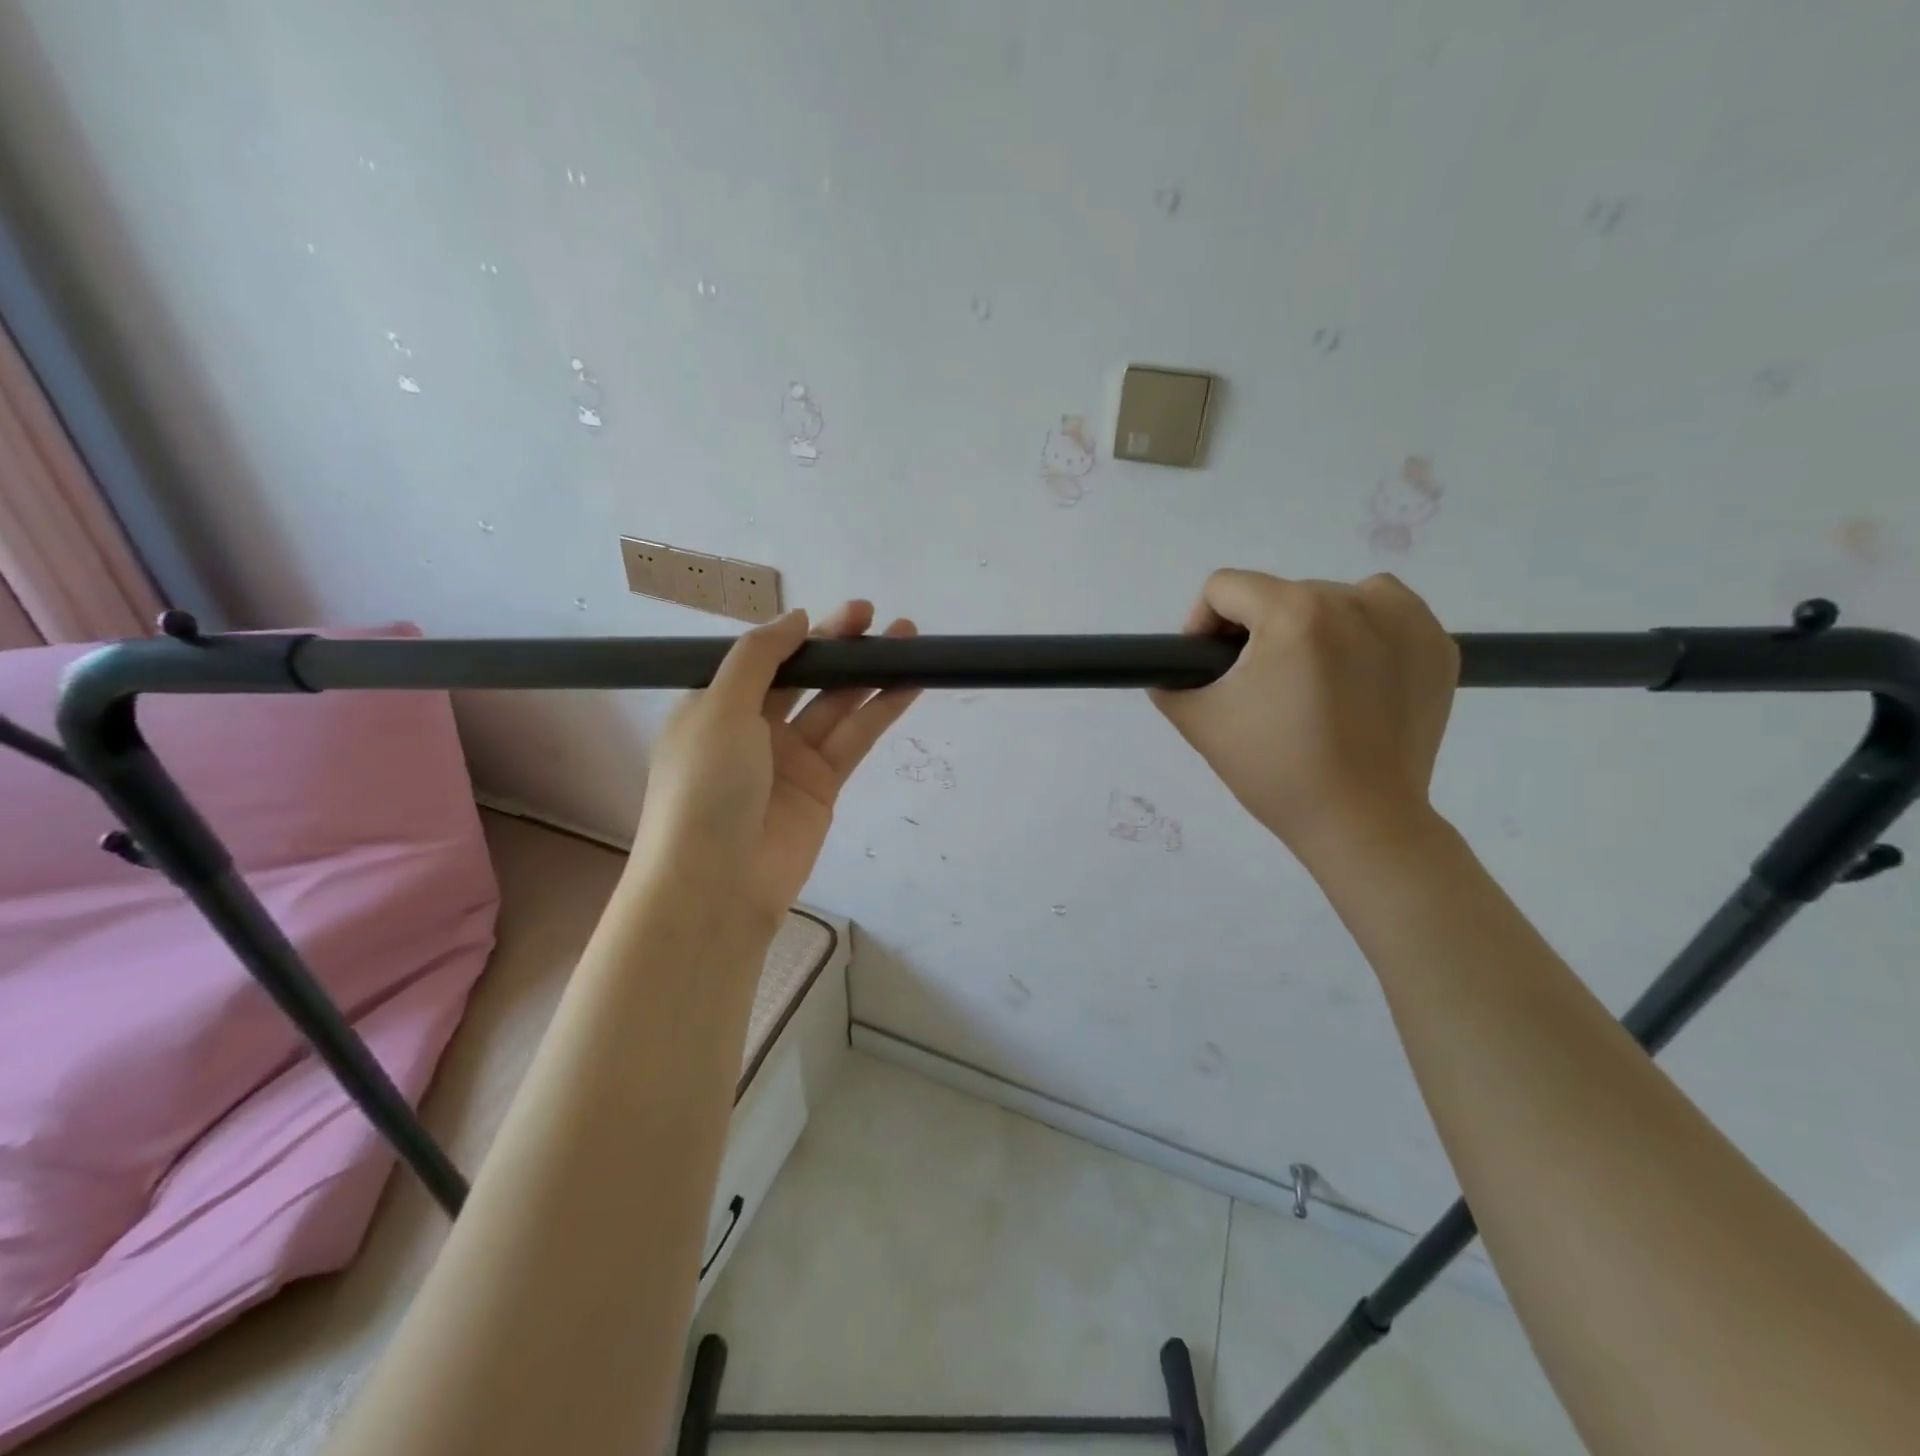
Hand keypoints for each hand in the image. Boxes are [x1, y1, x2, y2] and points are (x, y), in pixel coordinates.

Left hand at [633, 602, 919, 929]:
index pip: (763, 659)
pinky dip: (881, 710)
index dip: (802, 635)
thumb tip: (796, 618)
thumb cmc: (704, 785)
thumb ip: (759, 657)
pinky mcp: (823, 787)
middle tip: (877, 618)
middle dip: (840, 648)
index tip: (839, 615)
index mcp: (716, 706)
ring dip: (870, 673)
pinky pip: (854, 739)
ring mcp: (790, 759)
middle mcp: (752, 728)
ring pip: (836, 705)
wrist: (716, 883)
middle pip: (804, 676)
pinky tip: (909, 683)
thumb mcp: (719, 707)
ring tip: (909, 640)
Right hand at [1149, 571, 1457, 864]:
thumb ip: (1170, 680)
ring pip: (1332, 598)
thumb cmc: (1275, 770)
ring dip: (1309, 627)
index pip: (1225, 587)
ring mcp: (1406, 620)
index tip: (1208, 665)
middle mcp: (1354, 599)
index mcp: (1294, 613)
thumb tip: (1176, 668)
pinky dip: (1362, 633)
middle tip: (1259, 688)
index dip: (1202, 623)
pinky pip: (1384, 614)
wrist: (1361, 822)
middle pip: (1279, 594)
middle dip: (1257, 632)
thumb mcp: (1200, 722)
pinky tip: (1353, 677)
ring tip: (1307, 680)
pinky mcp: (1436, 645)